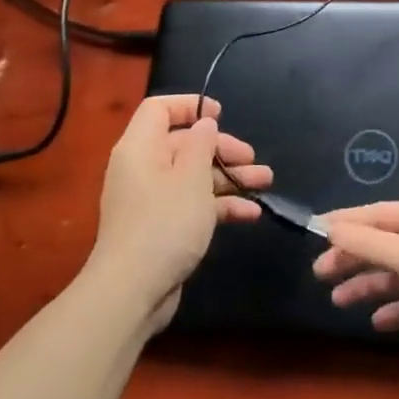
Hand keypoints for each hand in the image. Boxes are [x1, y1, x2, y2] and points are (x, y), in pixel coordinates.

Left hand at [90, 95, 271, 330]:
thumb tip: (204, 123)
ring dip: (230, 177)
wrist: (132, 292)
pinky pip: (194, 205)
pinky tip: (251, 213)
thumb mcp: (191, 177)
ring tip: (265, 181)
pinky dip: (220, 205)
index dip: (189, 106)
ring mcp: (153, 200)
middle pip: (185, 144)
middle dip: (222, 149)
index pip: (159, 110)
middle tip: (252, 158)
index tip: (221, 114)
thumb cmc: (164, 223)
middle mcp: (144, 169)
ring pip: (195, 176)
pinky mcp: (163, 228)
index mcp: (141, 148)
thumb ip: (202, 144)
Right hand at [312, 200, 398, 383]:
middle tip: (320, 274)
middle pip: (387, 244)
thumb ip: (370, 244)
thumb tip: (331, 227)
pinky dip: (396, 310)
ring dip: (370, 285)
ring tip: (339, 300)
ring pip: (398, 275)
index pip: (380, 214)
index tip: (313, 233)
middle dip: (354, 257)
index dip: (346, 223)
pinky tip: (377, 322)